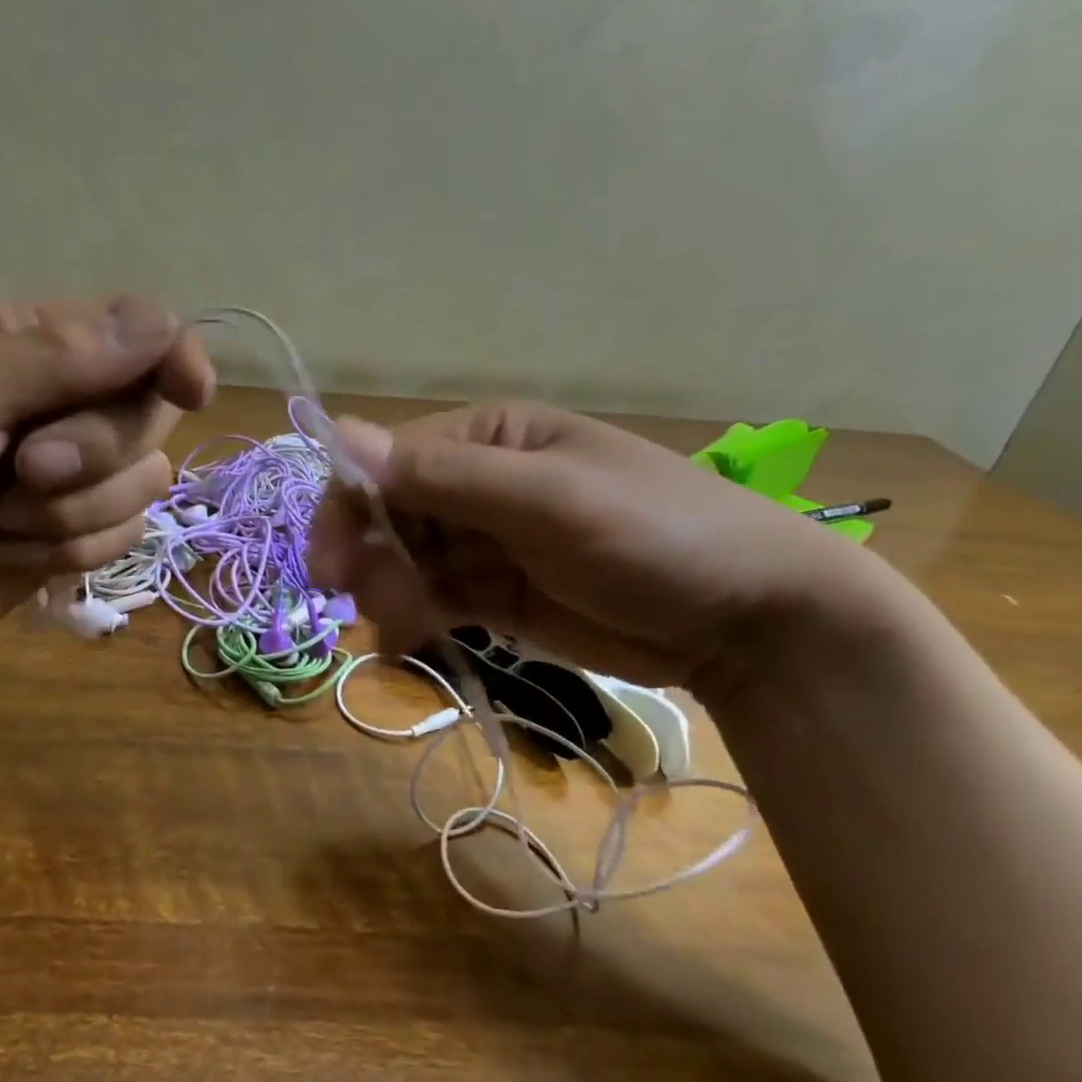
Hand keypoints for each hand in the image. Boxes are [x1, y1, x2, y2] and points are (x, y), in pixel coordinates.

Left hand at [0, 296, 212, 665]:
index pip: (141, 332)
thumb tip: (162, 326)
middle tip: (25, 468)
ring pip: (145, 481)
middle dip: (94, 451)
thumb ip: (50, 357)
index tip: (190, 388)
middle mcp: (68, 404)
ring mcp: (78, 476)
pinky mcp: (80, 536)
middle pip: (152, 413)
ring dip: (72, 511)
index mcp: (32, 347)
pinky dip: (67, 551)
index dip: (174, 356)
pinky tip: (7, 550)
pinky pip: (126, 535)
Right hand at [308, 400, 885, 693]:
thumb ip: (445, 476)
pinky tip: (408, 645)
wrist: (750, 620)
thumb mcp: (549, 499)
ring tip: (403, 631)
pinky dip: (413, 619)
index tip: (331, 566)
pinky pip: (433, 598)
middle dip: (370, 558)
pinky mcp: (496, 593)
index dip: (350, 507)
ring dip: (388, 593)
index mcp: (489, 436)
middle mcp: (478, 482)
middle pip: (389, 514)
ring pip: (404, 561)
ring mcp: (486, 541)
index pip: (388, 461)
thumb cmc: (655, 534)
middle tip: (370, 608)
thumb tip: (341, 436)